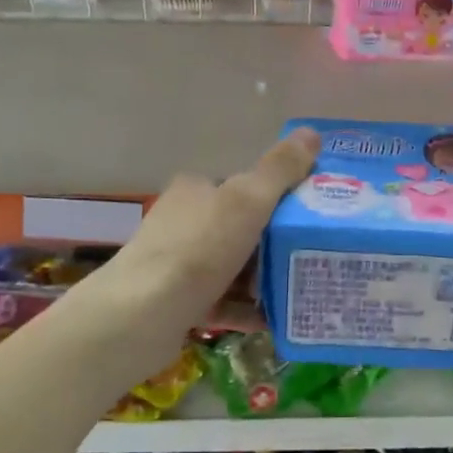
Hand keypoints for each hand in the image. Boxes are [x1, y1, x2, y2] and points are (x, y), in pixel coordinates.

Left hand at [107, 128, 320, 319]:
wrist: (141, 315)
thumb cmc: (198, 249)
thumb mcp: (248, 201)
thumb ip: (280, 169)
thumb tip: (311, 132)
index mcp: (197, 189)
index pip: (243, 185)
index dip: (278, 197)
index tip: (309, 216)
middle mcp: (183, 221)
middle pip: (241, 228)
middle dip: (275, 244)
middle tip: (311, 257)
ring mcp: (176, 262)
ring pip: (232, 267)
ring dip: (263, 279)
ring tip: (299, 290)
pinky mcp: (174, 301)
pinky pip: (222, 301)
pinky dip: (246, 309)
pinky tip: (272, 320)